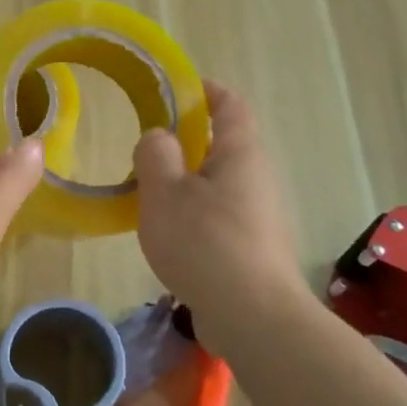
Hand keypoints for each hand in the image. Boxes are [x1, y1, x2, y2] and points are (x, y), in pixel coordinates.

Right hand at [133, 82, 309, 346]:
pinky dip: (194, 214)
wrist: (253, 318)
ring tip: (149, 195)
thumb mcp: (164, 191)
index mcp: (240, 153)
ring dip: (186, 182)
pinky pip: (219, 216)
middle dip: (186, 141)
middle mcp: (257, 178)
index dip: (205, 90)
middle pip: (223, 145)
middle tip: (147, 150)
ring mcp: (259, 216)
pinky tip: (169, 236)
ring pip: (218, 184)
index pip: (229, 105)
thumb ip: (155, 154)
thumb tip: (159, 137)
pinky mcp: (253, 249)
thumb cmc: (205, 242)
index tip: (176, 87)